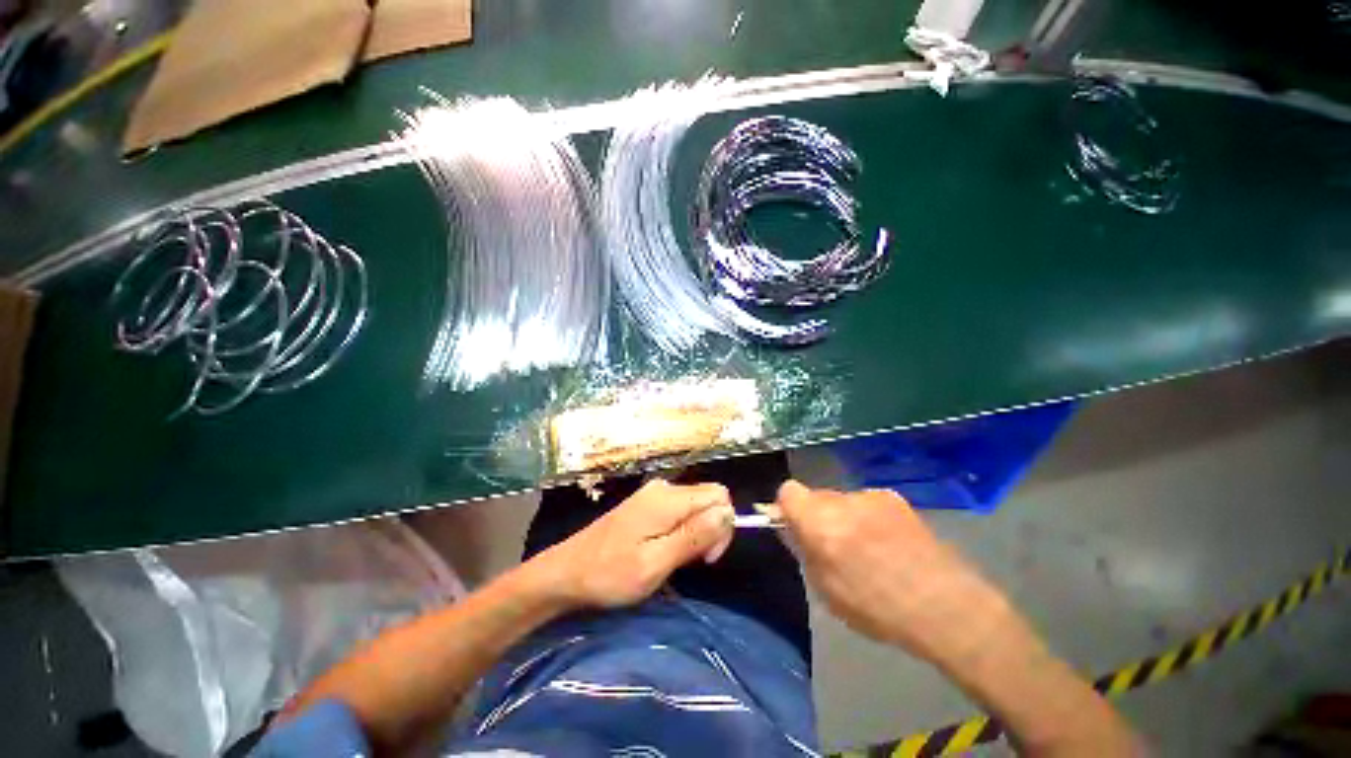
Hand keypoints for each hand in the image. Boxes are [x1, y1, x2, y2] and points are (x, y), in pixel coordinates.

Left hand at [538, 479, 735, 608]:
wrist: (566, 572)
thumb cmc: (610, 573)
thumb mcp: (655, 563)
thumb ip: (693, 536)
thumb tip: (728, 512)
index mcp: (668, 498)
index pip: (718, 495)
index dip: (723, 526)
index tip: (707, 558)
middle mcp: (664, 488)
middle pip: (709, 498)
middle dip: (711, 529)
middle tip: (691, 562)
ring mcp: (653, 494)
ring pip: (696, 505)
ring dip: (697, 532)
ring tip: (674, 560)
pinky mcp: (646, 504)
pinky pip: (680, 510)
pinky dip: (683, 530)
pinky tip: (665, 549)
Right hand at [776, 480, 1010, 661]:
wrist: (945, 605)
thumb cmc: (877, 607)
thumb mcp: (826, 589)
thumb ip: (802, 550)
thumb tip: (789, 527)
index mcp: (820, 522)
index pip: (787, 491)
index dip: (786, 508)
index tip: (794, 529)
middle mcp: (842, 500)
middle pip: (815, 495)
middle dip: (816, 515)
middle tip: (831, 546)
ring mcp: (871, 496)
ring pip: (841, 500)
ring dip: (842, 517)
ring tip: (864, 549)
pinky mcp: (895, 499)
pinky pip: (866, 503)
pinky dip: (866, 517)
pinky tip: (886, 544)